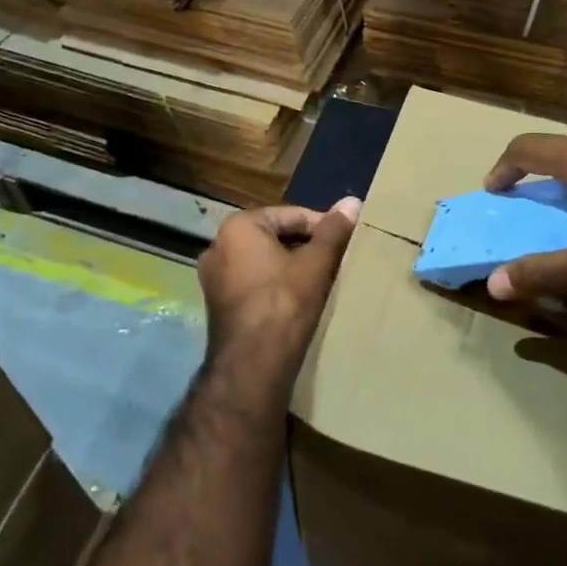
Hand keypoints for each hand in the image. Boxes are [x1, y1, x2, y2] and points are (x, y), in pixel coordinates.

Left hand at [197, 198, 360, 375]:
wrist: (253, 364)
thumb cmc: (284, 303)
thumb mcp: (316, 263)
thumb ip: (334, 231)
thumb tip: (352, 201)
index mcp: (238, 227)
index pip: (291, 215)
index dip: (323, 226)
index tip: (347, 242)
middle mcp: (217, 246)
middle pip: (275, 237)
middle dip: (307, 247)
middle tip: (338, 261)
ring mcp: (214, 278)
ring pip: (264, 262)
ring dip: (292, 267)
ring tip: (323, 279)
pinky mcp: (218, 305)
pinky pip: (254, 283)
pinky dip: (276, 285)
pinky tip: (301, 299)